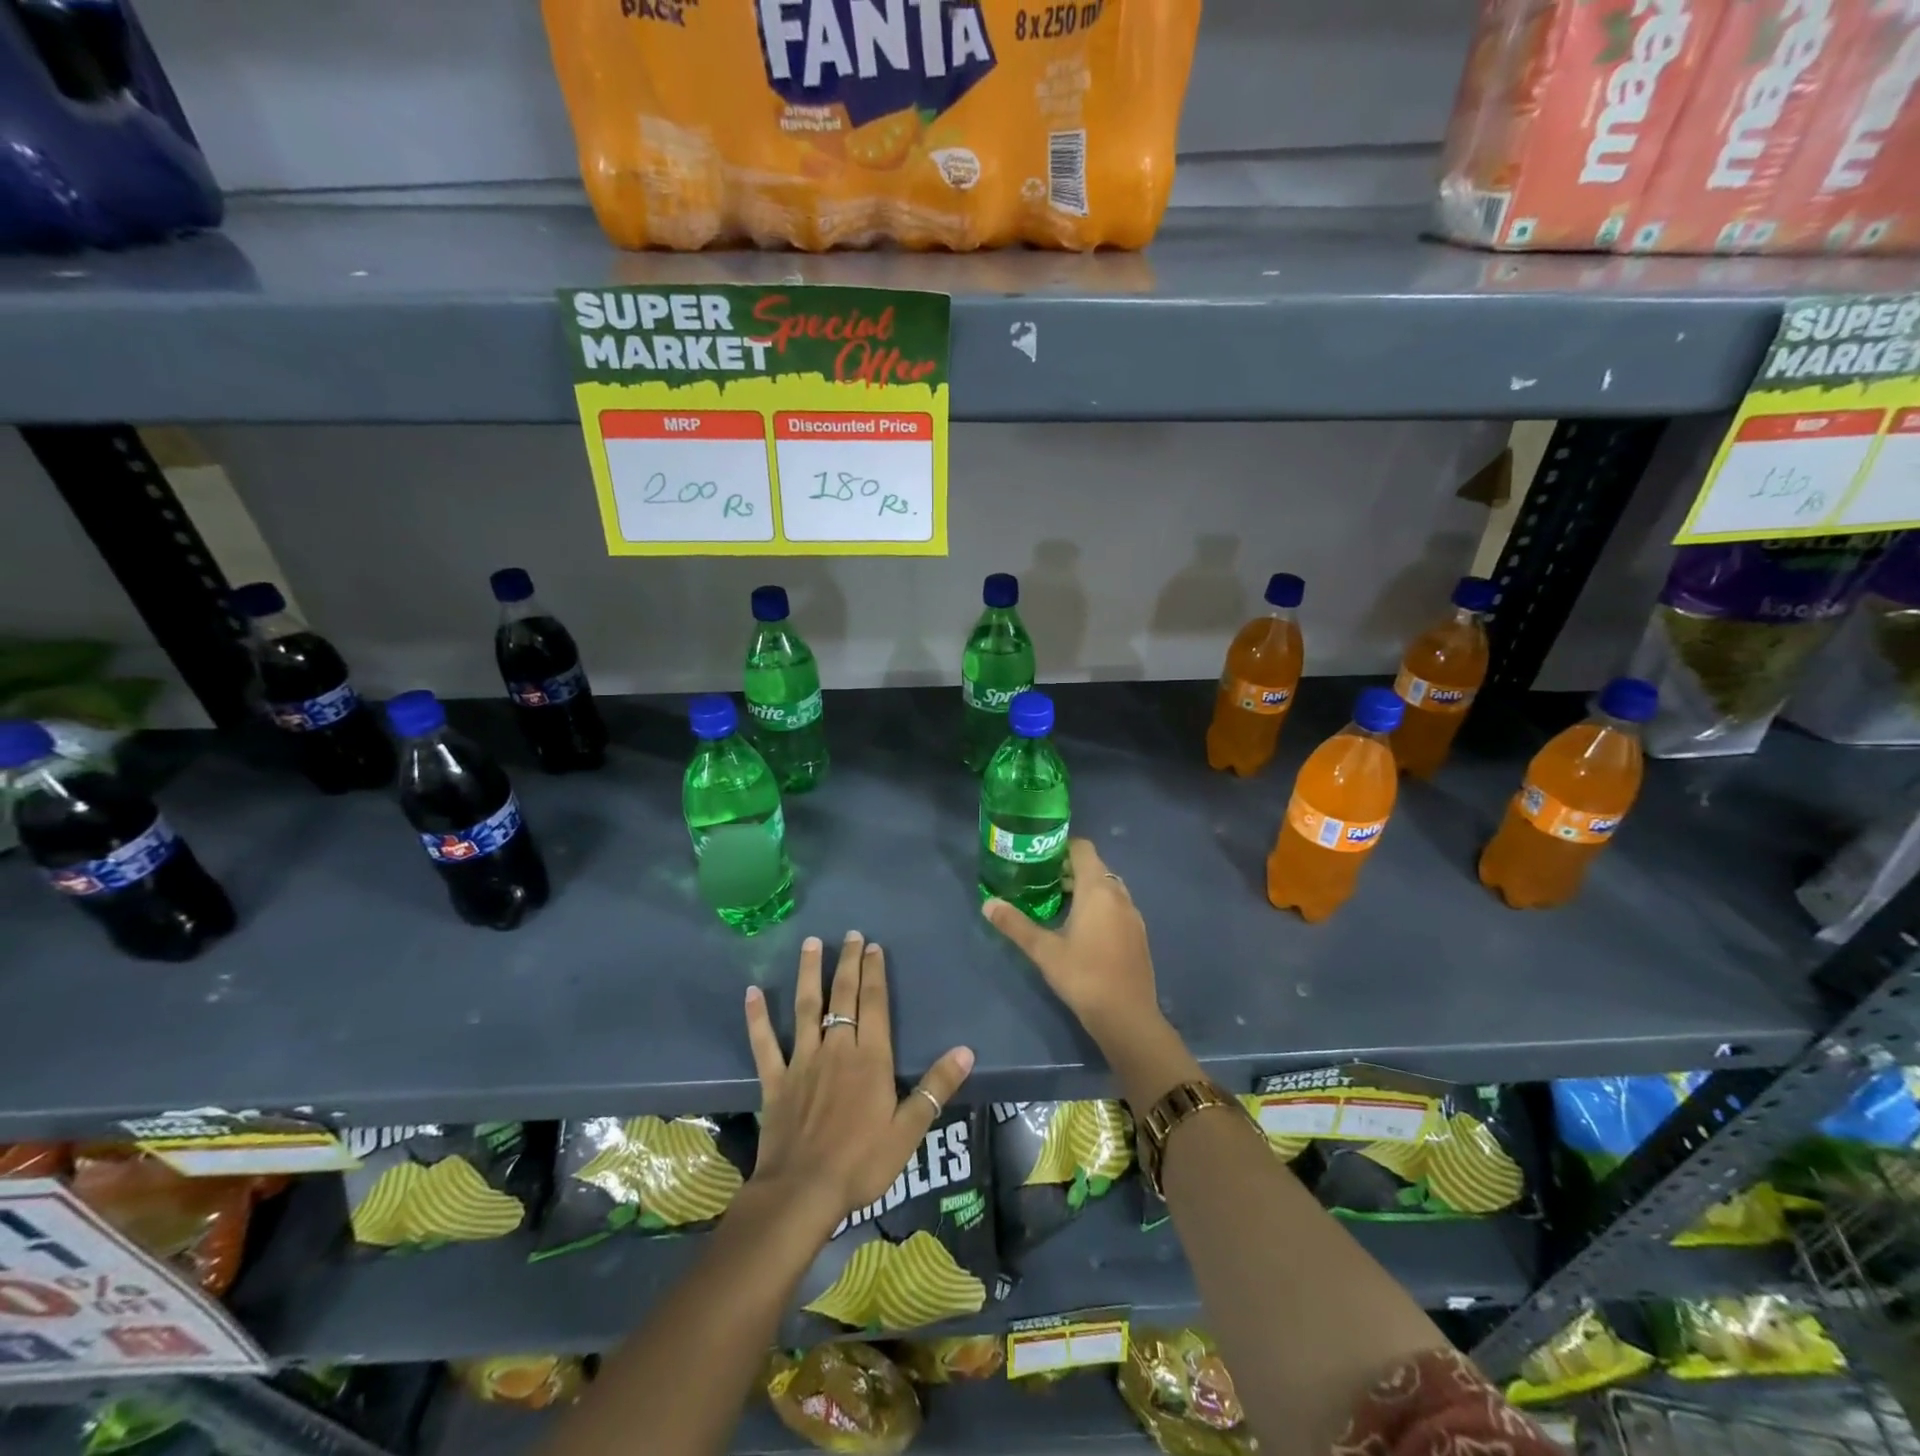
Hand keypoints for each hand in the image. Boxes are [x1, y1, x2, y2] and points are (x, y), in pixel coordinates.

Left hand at [744, 932, 974, 1237]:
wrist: (802, 1193)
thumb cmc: (861, 1163)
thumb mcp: (909, 1130)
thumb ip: (936, 1087)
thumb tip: (966, 1051)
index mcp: (870, 1058)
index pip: (873, 1003)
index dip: (874, 973)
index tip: (874, 946)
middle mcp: (836, 1049)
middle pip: (843, 996)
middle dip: (848, 962)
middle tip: (851, 934)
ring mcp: (802, 1061)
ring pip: (805, 1007)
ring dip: (808, 973)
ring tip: (810, 943)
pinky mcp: (776, 1080)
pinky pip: (765, 1043)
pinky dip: (757, 1018)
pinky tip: (752, 993)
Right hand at [981, 838, 1160, 1049]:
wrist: (1128, 1017)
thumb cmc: (1084, 977)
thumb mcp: (1044, 951)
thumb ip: (1015, 924)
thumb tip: (988, 904)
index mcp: (1097, 890)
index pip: (1083, 848)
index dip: (1062, 846)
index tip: (1039, 857)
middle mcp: (1119, 895)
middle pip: (1095, 867)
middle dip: (1069, 869)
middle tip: (1041, 881)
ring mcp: (1132, 915)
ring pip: (1107, 888)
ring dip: (1085, 888)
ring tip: (1057, 903)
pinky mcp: (1138, 934)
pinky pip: (1116, 906)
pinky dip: (1099, 906)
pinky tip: (1081, 929)